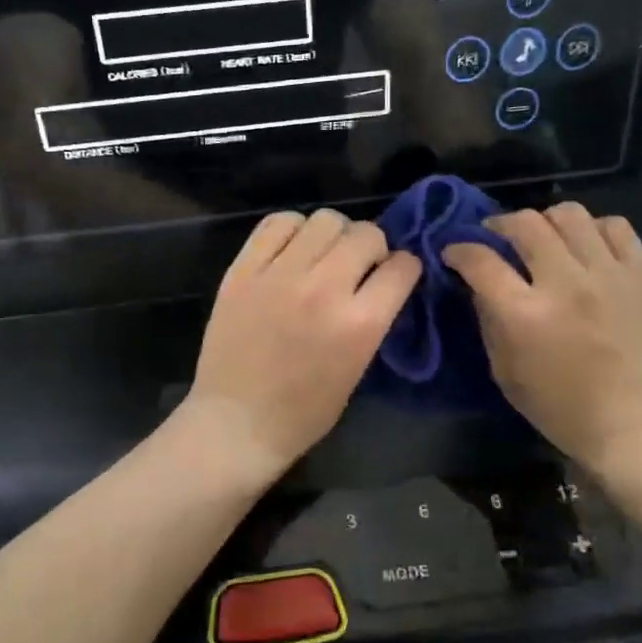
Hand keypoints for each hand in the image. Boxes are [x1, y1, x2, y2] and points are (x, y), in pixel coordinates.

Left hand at [183, 210, 421, 482]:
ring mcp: (279, 275)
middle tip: (359, 267)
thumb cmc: (303, 413)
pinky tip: (291, 250)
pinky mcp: (243, 270)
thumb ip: (372, 321)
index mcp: (360, 323)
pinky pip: (276, 223)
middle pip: (366, 234)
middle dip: (373, 247)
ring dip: (334, 235)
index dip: (405, 268)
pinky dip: (292, 229)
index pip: (402, 267)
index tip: (396, 275)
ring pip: (324, 220)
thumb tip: (380, 284)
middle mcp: (324, 288)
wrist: (237, 422)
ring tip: (322, 255)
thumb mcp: (356, 369)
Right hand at [444, 205, 641, 476]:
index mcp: (525, 315)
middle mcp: (566, 284)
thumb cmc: (560, 407)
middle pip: (525, 224)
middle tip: (496, 240)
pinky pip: (615, 226)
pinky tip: (585, 247)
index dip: (458, 249)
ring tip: (543, 239)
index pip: (481, 260)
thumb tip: (478, 283)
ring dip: (545, 221)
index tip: (454, 252)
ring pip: (569, 214)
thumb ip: (488, 320)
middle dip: (499, 226)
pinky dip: (592, 229)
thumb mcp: (504, 371)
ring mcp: (608, 274)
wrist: (634, 422)